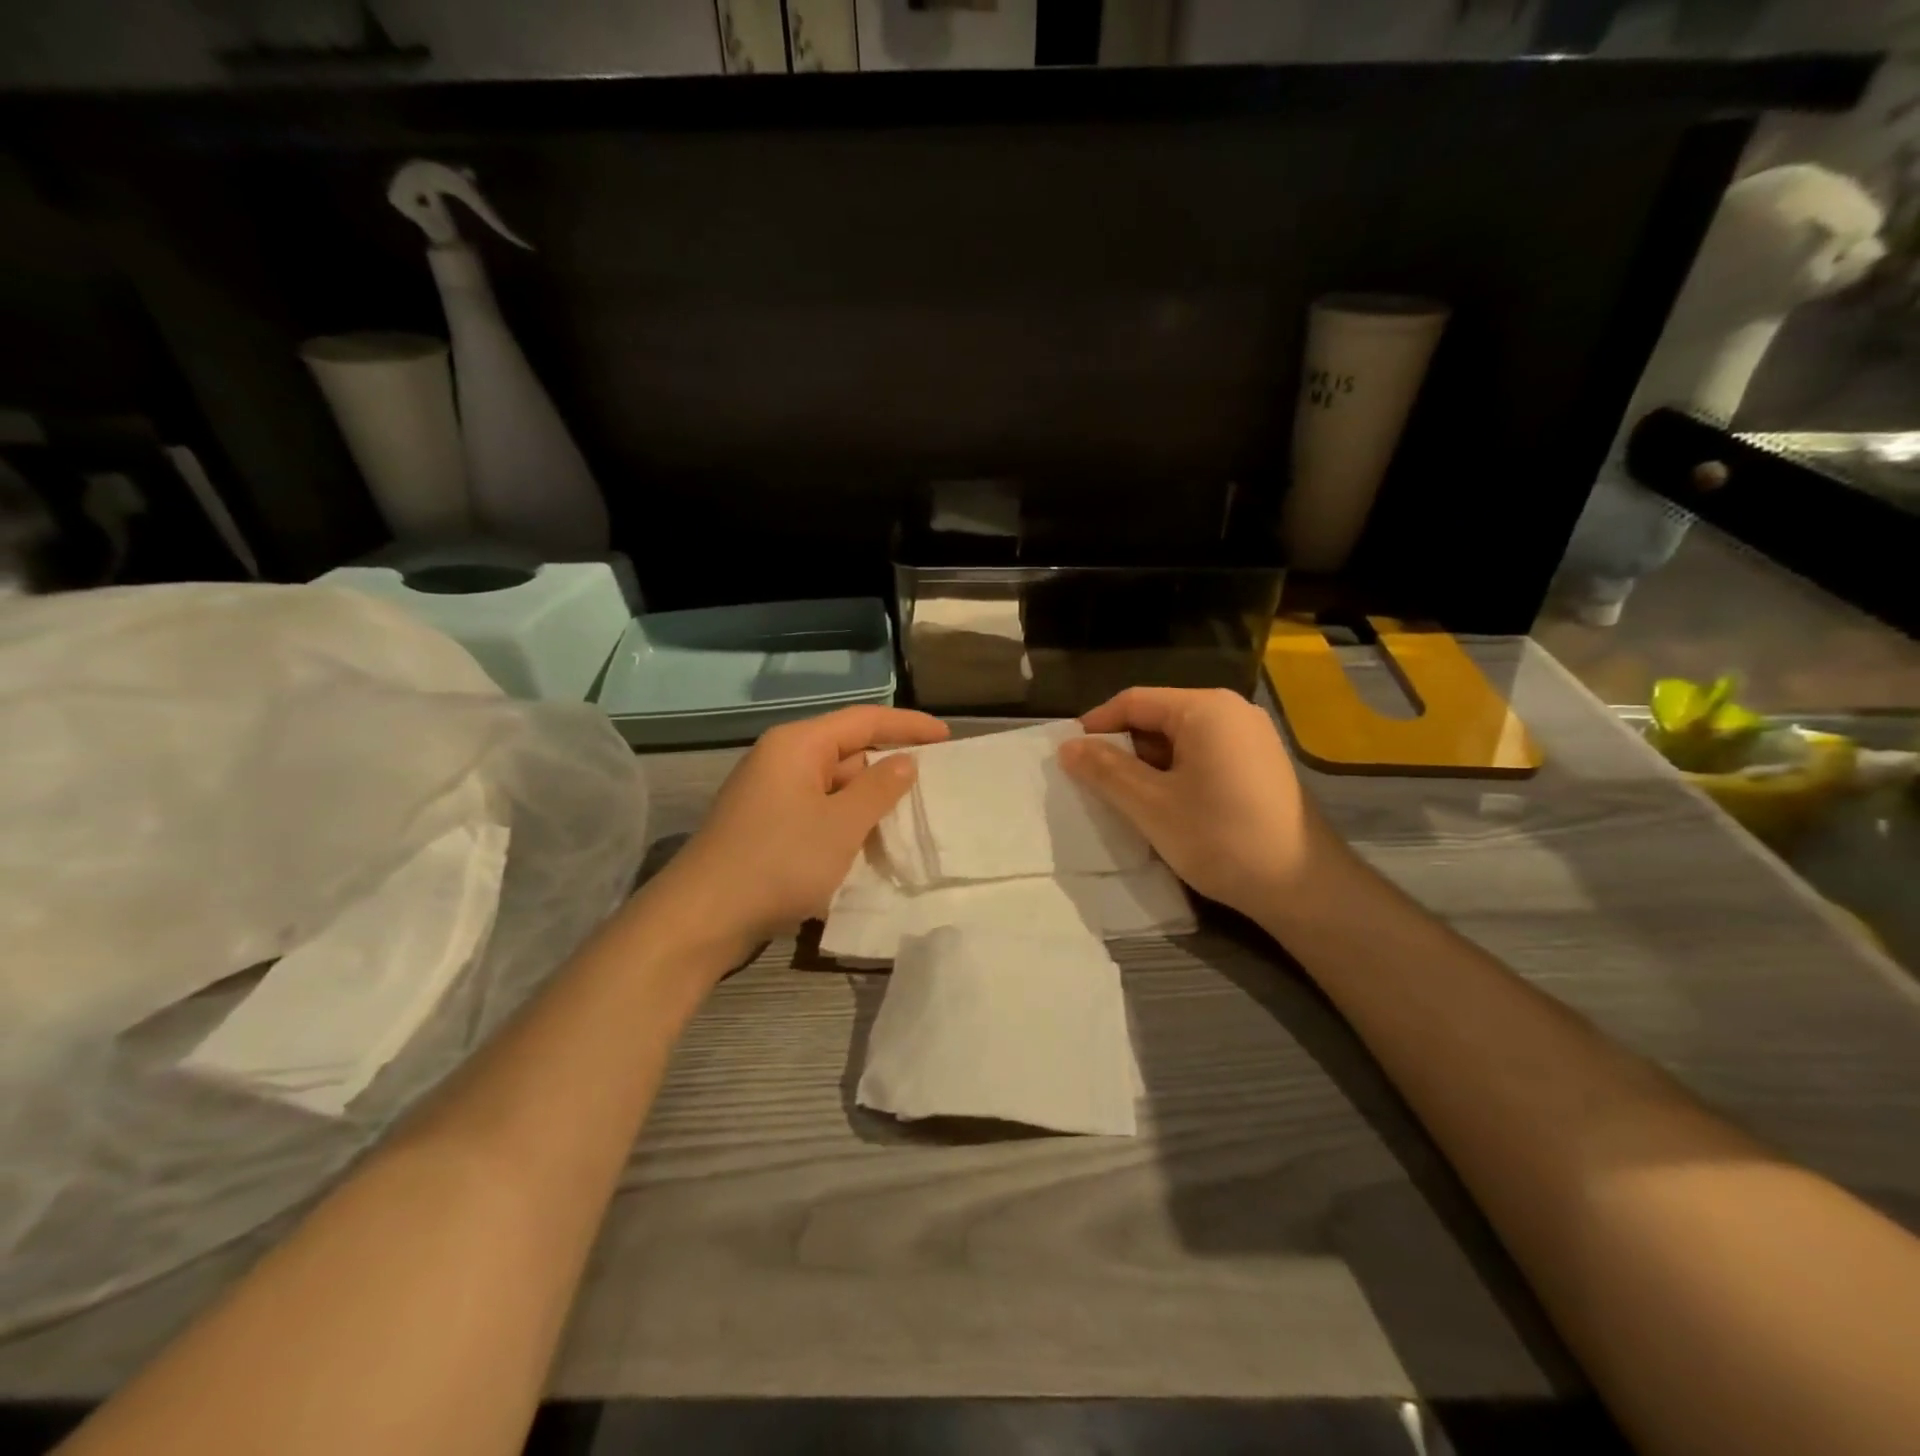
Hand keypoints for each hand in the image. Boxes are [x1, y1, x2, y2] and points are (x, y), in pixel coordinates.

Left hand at [644, 705, 948, 961]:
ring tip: (913, 818)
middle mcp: (782, 760)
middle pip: (848, 751)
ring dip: (870, 802)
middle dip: (890, 768)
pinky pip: (818, 812)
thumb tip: (905, 761)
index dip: (909, 725)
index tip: (949, 738)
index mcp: (798, 745)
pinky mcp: (767, 826)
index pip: (864, 720)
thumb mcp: (841, 825)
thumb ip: (879, 789)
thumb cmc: (778, 861)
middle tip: (936, 786)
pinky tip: (870, 844)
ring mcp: (771, 795)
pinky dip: (847, 823)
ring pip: (834, 786)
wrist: (702, 919)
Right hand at [1057, 687, 1351, 924]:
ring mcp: (1251, 738)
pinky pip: (1203, 756)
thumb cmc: (1220, 837)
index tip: (1068, 756)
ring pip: (1180, 740)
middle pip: (1158, 718)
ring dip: (1147, 765)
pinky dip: (1175, 774)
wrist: (1301, 886)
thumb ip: (1105, 770)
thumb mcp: (1150, 804)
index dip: (1096, 725)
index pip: (1134, 701)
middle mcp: (1231, 711)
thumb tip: (1067, 747)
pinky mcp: (1259, 765)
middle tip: (1092, 782)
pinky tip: (1164, 807)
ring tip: (1123, 799)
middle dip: (1122, 748)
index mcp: (1205, 709)